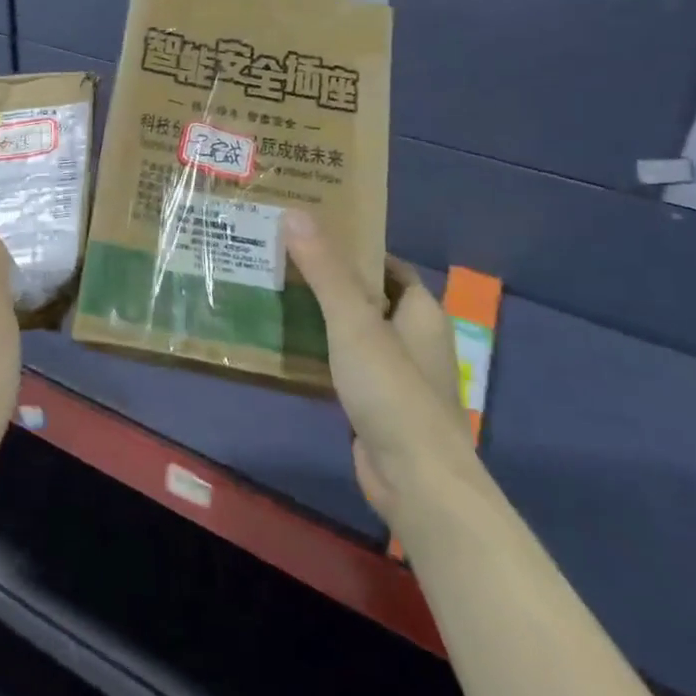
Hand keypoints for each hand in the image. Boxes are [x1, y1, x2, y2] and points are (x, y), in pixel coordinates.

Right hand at [281, 211, 478, 521]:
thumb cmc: (393, 391)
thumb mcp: (354, 322)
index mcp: (421, 312)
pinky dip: (320, 350)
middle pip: (367, 295)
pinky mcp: (376, 403)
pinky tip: (285, 343)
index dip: (354, 245)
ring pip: (353, 331)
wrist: (416, 481)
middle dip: (328, 277)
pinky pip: (344, 363)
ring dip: (320, 315)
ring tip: (274, 290)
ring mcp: (396, 374)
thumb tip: (295, 213)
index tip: (311, 230)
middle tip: (281, 256)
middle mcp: (413, 338)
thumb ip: (325, 270)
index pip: (387, 264)